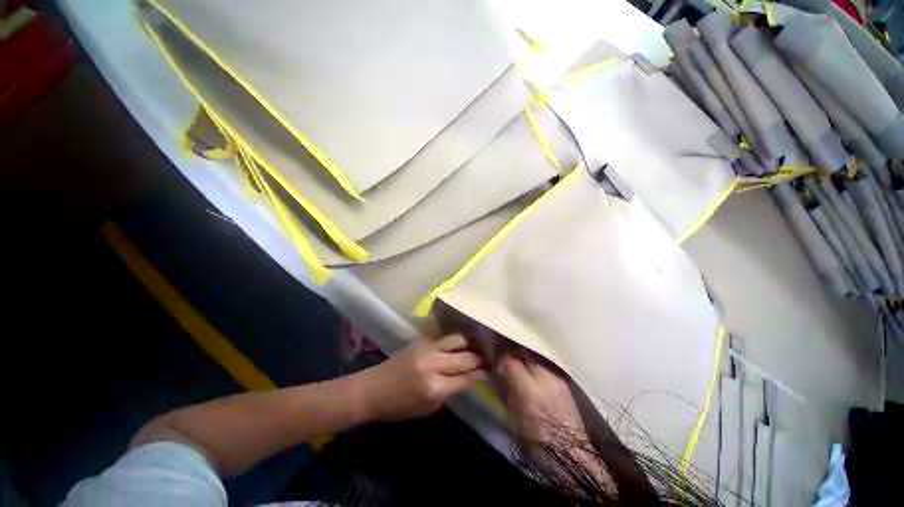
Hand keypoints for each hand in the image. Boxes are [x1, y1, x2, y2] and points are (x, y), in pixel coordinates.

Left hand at [363, 334, 487, 421]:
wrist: (374, 388)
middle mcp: (434, 364)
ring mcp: (427, 348)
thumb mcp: (428, 408)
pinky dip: (456, 340)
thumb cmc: (400, 406)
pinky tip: (463, 340)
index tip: (493, 368)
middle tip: (491, 355)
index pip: (466, 378)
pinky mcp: (421, 340)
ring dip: (470, 343)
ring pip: (457, 340)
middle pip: (465, 357)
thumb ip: (449, 391)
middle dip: (480, 357)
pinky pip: (444, 338)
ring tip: (480, 343)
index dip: (481, 373)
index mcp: (435, 387)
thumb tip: (467, 377)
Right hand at [499, 351, 586, 445]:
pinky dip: (538, 365)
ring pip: (537, 356)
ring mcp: (557, 377)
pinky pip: (547, 364)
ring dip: (527, 358)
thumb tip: (502, 372)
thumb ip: (507, 388)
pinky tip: (535, 373)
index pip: (510, 359)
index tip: (499, 363)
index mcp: (528, 387)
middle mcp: (544, 376)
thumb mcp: (513, 414)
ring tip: (523, 366)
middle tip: (510, 361)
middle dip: (515, 354)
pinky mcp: (565, 380)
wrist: (570, 452)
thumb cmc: (535, 439)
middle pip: (525, 352)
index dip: (502, 359)